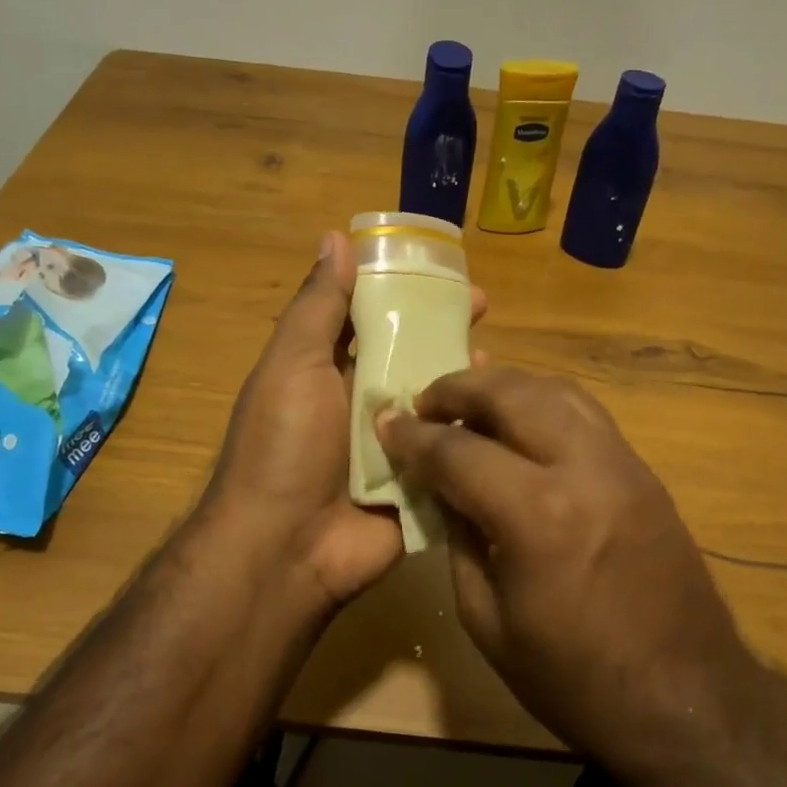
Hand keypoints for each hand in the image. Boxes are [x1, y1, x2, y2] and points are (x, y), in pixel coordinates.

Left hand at [202, 231, 485, 609]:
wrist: (286, 549)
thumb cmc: (284, 445)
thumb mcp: (293, 364)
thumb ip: (318, 307)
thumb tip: (334, 238)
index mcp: (329, 370)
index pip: (373, 317)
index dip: (406, 291)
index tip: (443, 273)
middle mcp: (362, 402)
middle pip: (412, 355)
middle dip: (445, 330)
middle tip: (486, 310)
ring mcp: (393, 445)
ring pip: (437, 400)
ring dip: (463, 378)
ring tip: (494, 360)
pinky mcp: (419, 482)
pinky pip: (451, 450)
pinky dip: (473, 431)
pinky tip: (501, 414)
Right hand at [375, 366, 743, 760]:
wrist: (686, 701)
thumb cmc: (574, 680)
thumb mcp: (487, 621)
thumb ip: (458, 539)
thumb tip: (440, 487)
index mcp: (537, 516)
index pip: (459, 451)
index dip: (414, 436)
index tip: (386, 422)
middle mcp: (583, 470)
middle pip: (513, 394)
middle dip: (459, 389)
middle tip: (425, 402)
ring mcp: (622, 464)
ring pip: (556, 391)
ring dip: (506, 386)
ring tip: (471, 400)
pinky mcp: (644, 472)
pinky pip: (586, 414)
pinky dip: (545, 403)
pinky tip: (523, 418)